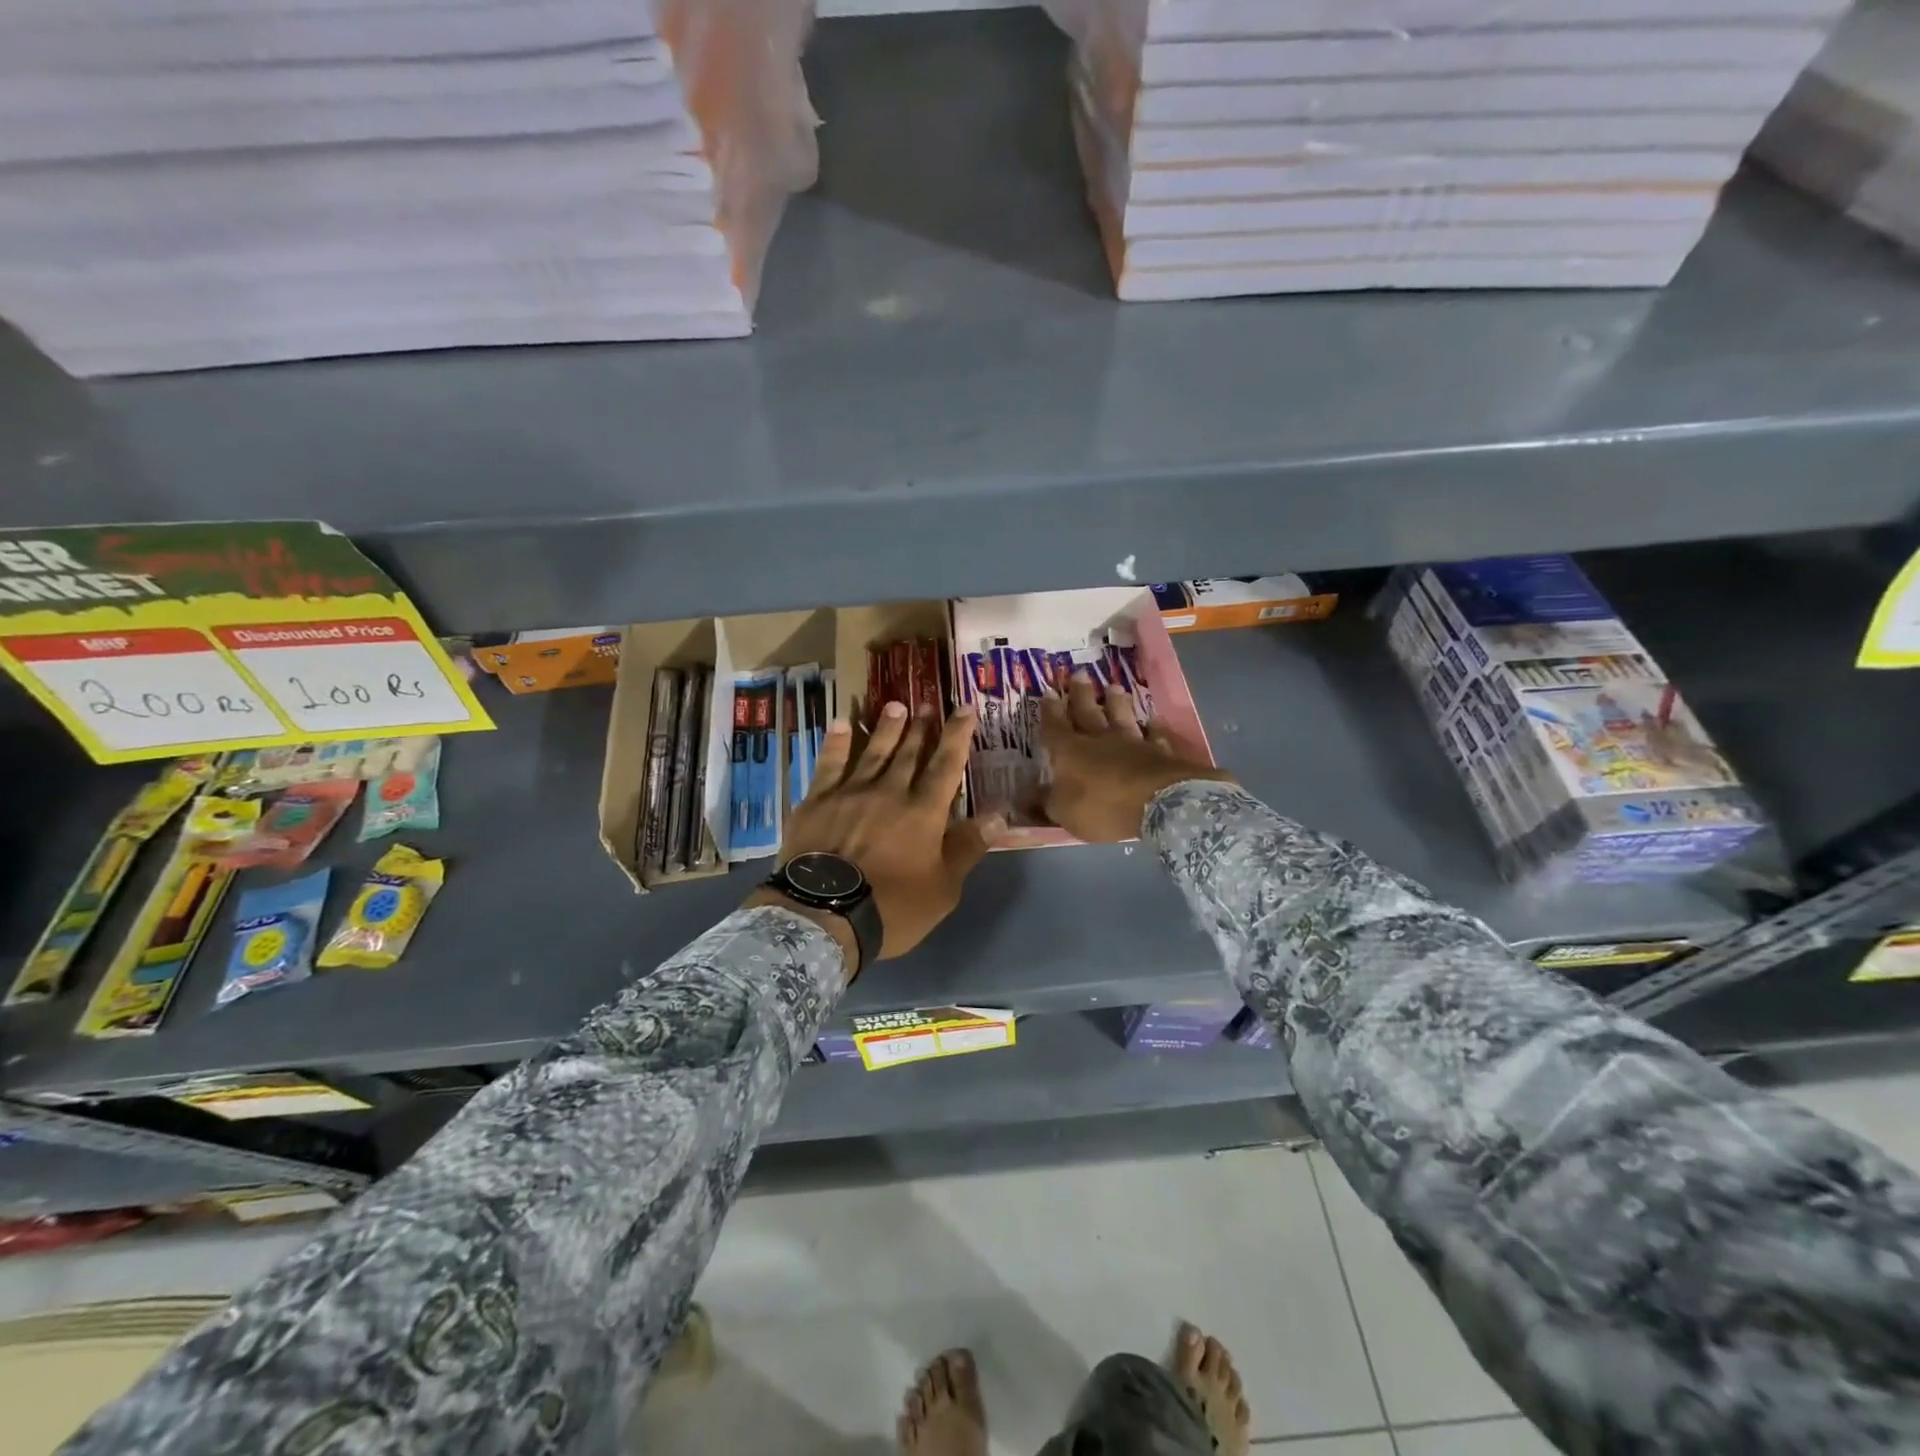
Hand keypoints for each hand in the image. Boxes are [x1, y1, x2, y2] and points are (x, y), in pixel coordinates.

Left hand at [761, 700, 1005, 960]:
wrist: (824, 915)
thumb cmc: (892, 909)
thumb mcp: (943, 889)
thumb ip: (967, 848)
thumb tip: (998, 815)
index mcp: (923, 812)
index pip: (946, 766)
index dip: (957, 735)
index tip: (965, 708)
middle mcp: (889, 792)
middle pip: (909, 753)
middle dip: (921, 728)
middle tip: (927, 704)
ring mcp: (850, 793)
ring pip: (872, 752)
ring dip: (885, 728)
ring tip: (894, 706)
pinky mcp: (816, 801)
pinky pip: (828, 764)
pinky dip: (836, 743)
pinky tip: (840, 724)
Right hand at [1041, 671, 1232, 842]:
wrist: (1156, 802)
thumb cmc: (1102, 807)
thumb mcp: (1064, 812)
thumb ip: (1047, 802)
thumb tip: (1027, 796)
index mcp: (1069, 751)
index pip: (1055, 726)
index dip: (1050, 711)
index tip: (1049, 692)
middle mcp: (1099, 740)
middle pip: (1087, 712)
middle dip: (1081, 694)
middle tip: (1079, 674)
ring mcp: (1132, 742)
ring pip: (1121, 716)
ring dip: (1116, 702)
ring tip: (1113, 687)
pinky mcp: (1159, 751)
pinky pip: (1154, 735)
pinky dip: (1153, 727)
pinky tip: (1154, 720)